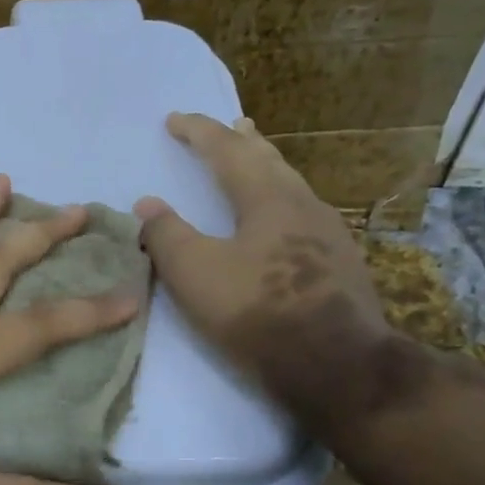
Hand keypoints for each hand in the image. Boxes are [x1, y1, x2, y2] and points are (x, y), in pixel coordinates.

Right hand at [134, 113, 393, 432]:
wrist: (336, 365)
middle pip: (270, 161)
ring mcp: (328, 234)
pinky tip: (281, 221)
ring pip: (291, 187)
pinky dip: (280, 201)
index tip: (174, 119)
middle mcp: (302, 205)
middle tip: (232, 125)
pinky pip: (302, 214)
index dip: (199, 132)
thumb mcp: (195, 273)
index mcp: (267, 198)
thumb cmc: (257, 311)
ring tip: (256, 163)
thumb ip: (165, 234)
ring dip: (267, 169)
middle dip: (244, 142)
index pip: (227, 151)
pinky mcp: (338, 264)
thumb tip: (146, 204)